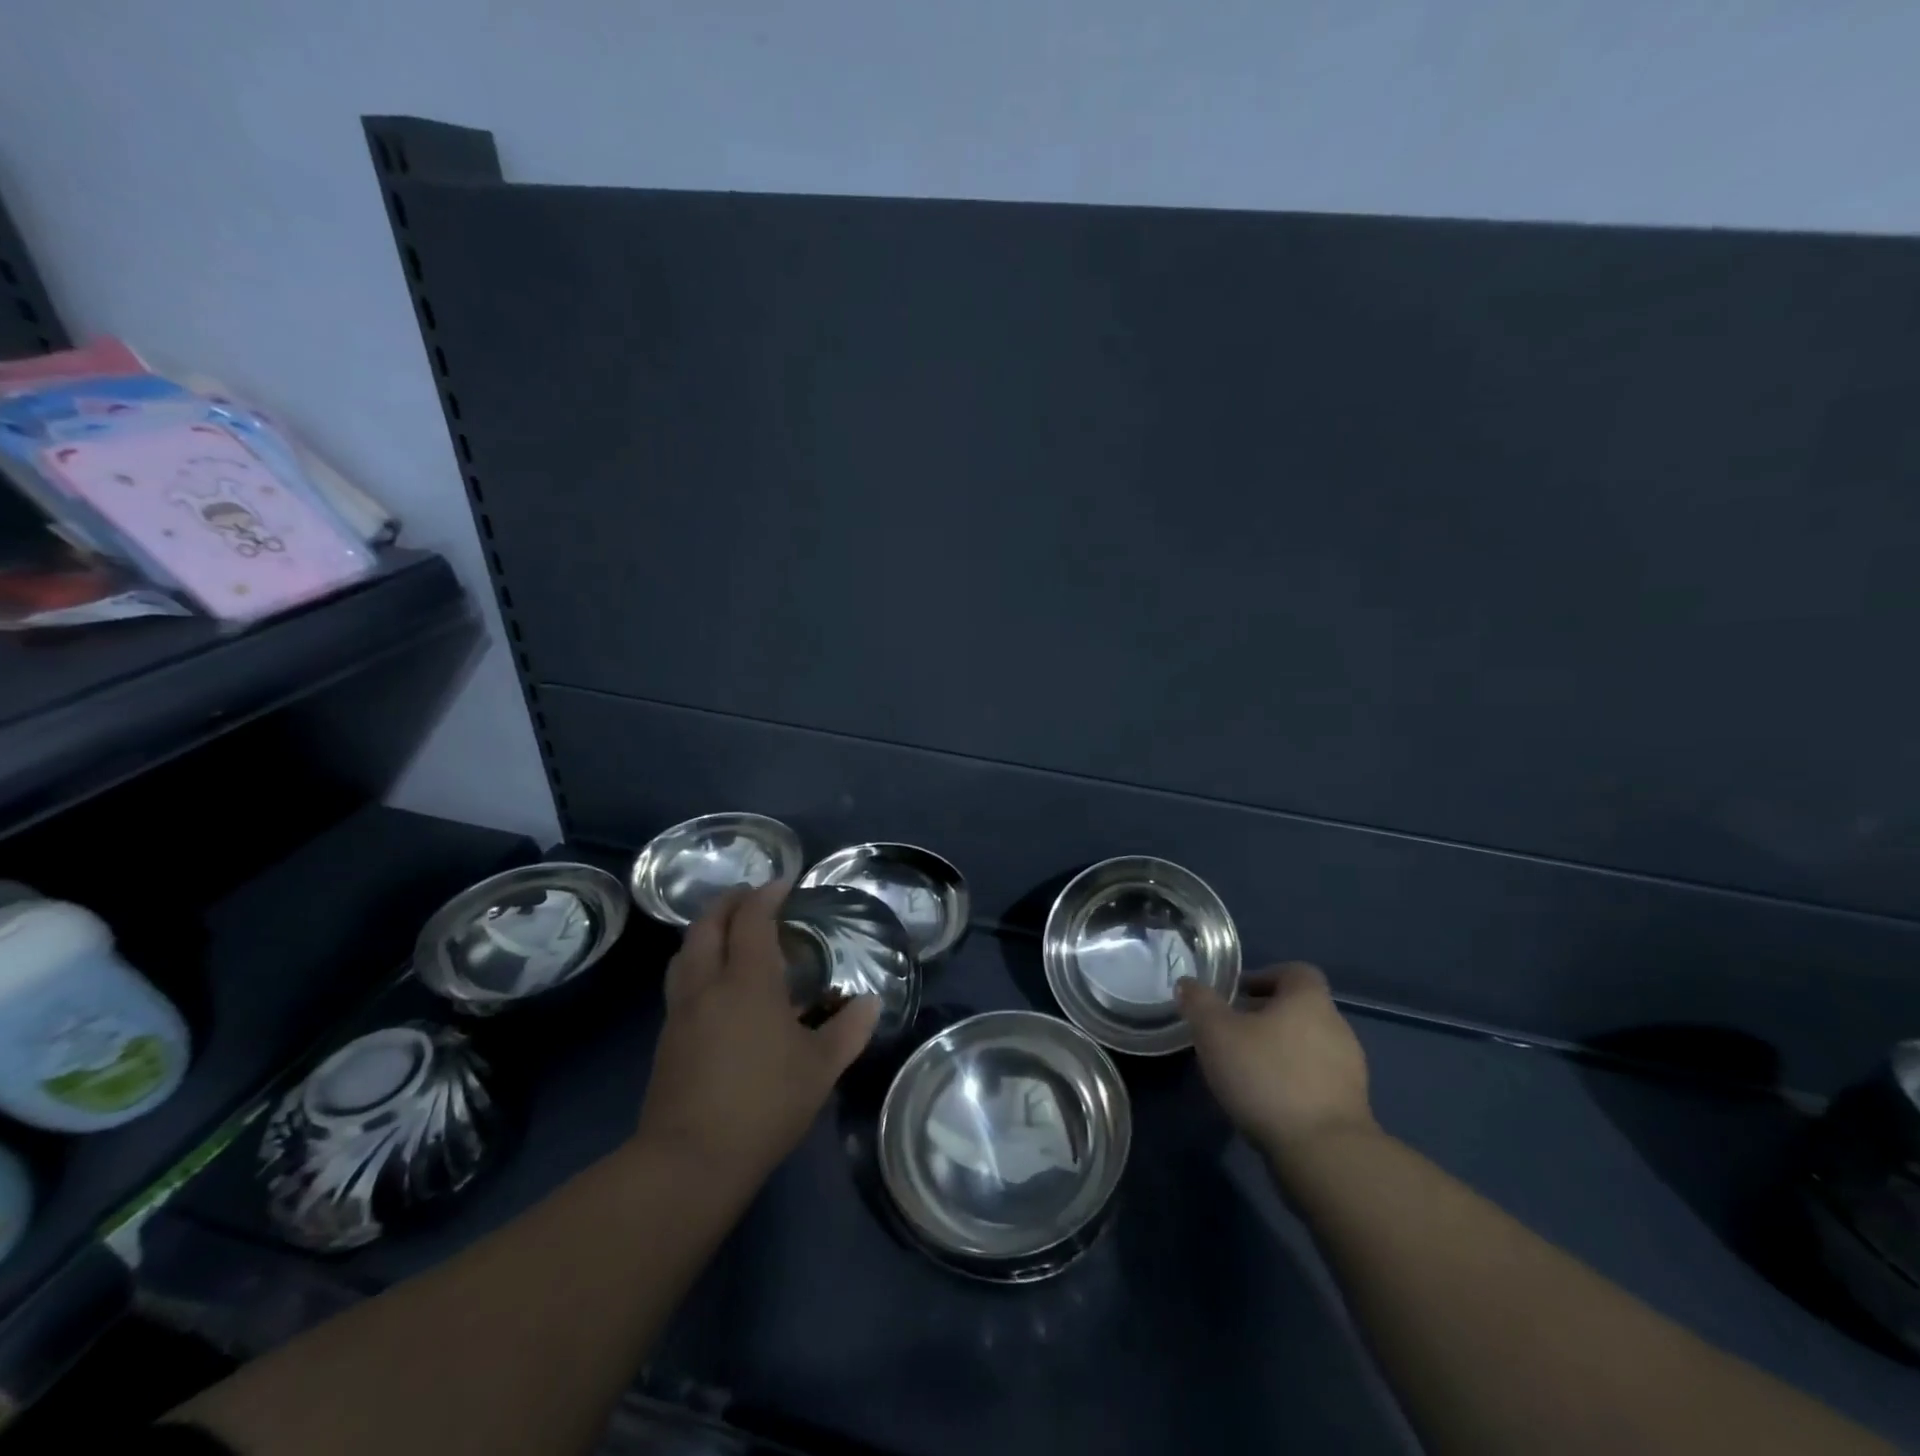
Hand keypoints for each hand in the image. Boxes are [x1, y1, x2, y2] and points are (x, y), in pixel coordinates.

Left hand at [634, 883, 879, 1186]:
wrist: (688, 1161)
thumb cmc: (764, 1103)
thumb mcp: (820, 1068)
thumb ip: (848, 1030)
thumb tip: (870, 1003)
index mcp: (747, 981)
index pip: (752, 919)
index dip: (766, 895)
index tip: (784, 883)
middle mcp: (707, 985)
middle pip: (708, 925)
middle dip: (729, 902)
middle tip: (752, 897)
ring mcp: (680, 1012)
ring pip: (686, 952)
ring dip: (706, 930)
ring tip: (729, 932)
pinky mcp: (666, 1039)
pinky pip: (681, 981)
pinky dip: (697, 963)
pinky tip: (716, 986)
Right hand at [1177, 962, 1376, 1163]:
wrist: (1325, 1154)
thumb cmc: (1267, 1077)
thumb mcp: (1215, 1033)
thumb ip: (1199, 1002)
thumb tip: (1187, 983)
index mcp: (1309, 1000)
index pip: (1294, 971)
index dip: (1264, 977)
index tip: (1235, 997)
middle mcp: (1337, 1026)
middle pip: (1299, 1009)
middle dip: (1265, 1017)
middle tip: (1230, 1034)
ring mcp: (1350, 1069)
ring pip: (1307, 1046)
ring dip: (1279, 1052)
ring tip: (1244, 1072)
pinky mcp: (1351, 1107)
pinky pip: (1316, 1080)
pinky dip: (1293, 1083)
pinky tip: (1267, 1102)